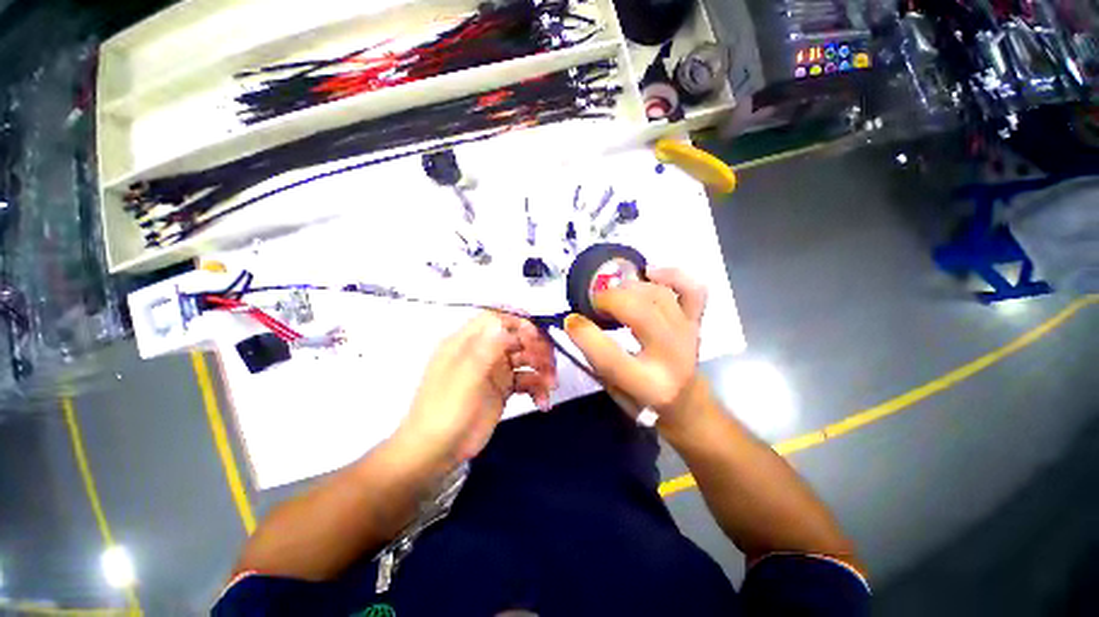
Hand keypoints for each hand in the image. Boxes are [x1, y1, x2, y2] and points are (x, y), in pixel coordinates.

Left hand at [396, 311, 556, 469]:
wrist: (436, 452)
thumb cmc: (445, 411)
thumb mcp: (464, 378)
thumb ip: (484, 349)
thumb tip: (502, 322)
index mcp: (467, 343)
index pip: (495, 320)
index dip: (517, 324)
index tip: (535, 337)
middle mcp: (483, 352)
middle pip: (515, 338)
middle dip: (536, 348)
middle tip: (550, 364)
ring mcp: (494, 371)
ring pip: (525, 359)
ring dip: (541, 369)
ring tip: (551, 386)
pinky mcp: (503, 389)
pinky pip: (526, 381)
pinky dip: (537, 388)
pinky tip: (542, 403)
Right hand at [563, 268, 707, 432]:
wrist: (684, 401)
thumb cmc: (642, 396)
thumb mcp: (611, 386)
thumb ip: (595, 355)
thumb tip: (577, 321)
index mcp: (647, 385)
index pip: (610, 356)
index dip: (584, 333)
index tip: (570, 320)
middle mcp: (671, 358)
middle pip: (640, 314)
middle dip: (610, 300)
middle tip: (595, 302)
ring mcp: (688, 335)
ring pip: (660, 296)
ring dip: (630, 288)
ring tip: (615, 293)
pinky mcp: (696, 321)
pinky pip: (692, 289)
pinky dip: (671, 275)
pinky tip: (650, 273)